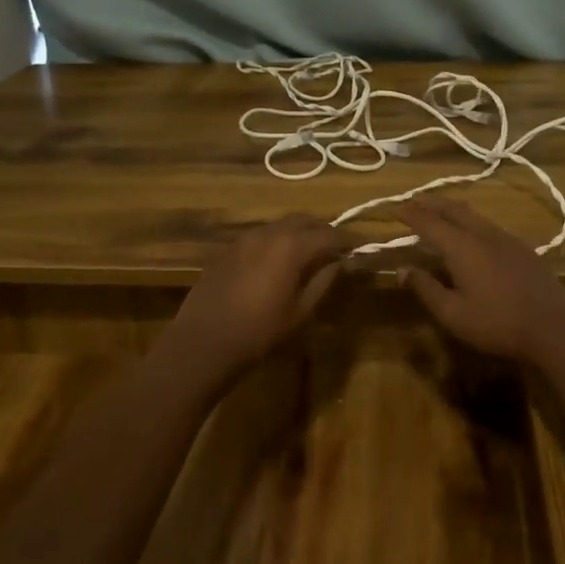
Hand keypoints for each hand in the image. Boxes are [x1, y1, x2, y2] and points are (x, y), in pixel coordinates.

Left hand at [158, 215, 351, 381]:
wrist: (203, 342)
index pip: (329, 234)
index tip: (361, 246)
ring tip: (310, 253)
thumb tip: (340, 262)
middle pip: (304, 221)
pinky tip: (279, 260)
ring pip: (280, 226)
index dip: (348, 240)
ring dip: (299, 233)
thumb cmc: (259, 332)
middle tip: (337, 247)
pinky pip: (261, 236)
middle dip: (323, 231)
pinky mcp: (228, 249)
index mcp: (291, 246)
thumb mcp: (300, 311)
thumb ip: (323, 281)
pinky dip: (277, 241)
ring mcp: (245, 238)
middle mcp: (269, 233)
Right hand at [396, 198, 564, 366]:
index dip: (411, 214)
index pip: (430, 223)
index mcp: (462, 247)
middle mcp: (484, 235)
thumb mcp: (453, 313)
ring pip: (475, 216)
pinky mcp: (524, 250)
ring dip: (453, 210)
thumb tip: (402, 269)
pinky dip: (472, 222)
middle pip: (454, 210)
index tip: (396, 208)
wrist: (553, 329)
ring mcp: (507, 240)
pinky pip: (490, 226)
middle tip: (415, 200)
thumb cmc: (497, 324)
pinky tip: (474, 234)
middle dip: (432, 203)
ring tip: (440, 211)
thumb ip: (426, 288)